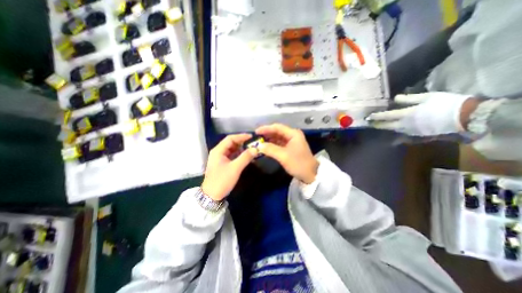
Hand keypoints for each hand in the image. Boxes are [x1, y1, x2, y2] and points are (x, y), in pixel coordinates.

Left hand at [201, 134, 257, 201]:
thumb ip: (245, 157)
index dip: (241, 136)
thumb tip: (256, 149)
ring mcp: (220, 158)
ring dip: (241, 148)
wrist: (211, 195)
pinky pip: (232, 156)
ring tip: (251, 148)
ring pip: (232, 149)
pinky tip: (246, 156)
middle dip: (242, 142)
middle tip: (253, 143)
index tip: (252, 137)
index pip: (230, 138)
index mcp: (218, 150)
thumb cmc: (222, 180)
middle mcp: (218, 152)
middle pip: (231, 143)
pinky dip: (239, 154)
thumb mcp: (235, 168)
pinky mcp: (222, 164)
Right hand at [254, 124, 315, 182]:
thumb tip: (259, 146)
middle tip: (256, 137)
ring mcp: (292, 141)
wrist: (311, 175)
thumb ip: (270, 149)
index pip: (277, 127)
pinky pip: (279, 144)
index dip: (266, 129)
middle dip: (267, 134)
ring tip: (259, 142)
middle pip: (277, 131)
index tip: (256, 132)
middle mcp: (292, 135)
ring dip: (269, 140)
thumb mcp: (283, 156)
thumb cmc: (298, 164)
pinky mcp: (290, 148)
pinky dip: (272, 145)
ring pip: (278, 138)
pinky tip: (266, 147)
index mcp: (293, 134)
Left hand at [364, 91, 477, 135]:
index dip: (376, 116)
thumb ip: (408, 99)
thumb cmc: (445, 104)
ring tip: (380, 125)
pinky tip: (394, 128)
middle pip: (387, 125)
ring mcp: (411, 130)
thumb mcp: (426, 97)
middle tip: (370, 124)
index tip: (368, 117)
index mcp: (406, 114)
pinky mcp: (418, 134)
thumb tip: (394, 99)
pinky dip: (396, 130)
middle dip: (377, 124)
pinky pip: (402, 132)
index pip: (386, 116)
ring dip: (386, 127)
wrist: (465, 117)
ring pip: (394, 129)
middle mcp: (405, 124)